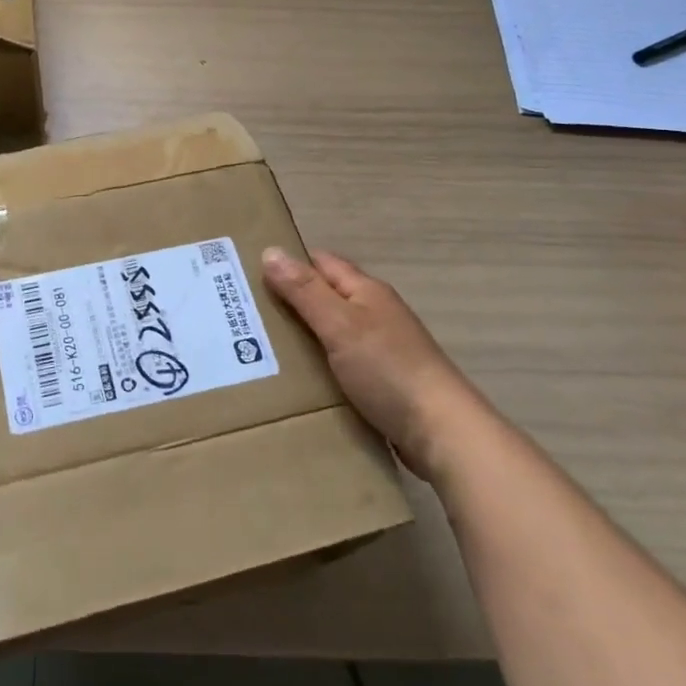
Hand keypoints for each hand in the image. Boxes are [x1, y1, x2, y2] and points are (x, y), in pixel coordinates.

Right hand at [261, 247, 473, 482]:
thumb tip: (271, 251)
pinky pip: (340, 364)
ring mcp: (381, 349)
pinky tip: (297, 382)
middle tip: (243, 316)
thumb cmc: (388, 371)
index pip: (320, 262)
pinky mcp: (382, 382)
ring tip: (259, 349)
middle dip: (288, 303)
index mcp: (366, 291)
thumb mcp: (340, 325)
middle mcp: (375, 313)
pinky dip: (318, 366)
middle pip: (324, 297)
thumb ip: (305, 291)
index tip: (246, 275)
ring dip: (301, 337)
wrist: (441, 433)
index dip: (287, 264)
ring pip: (330, 332)